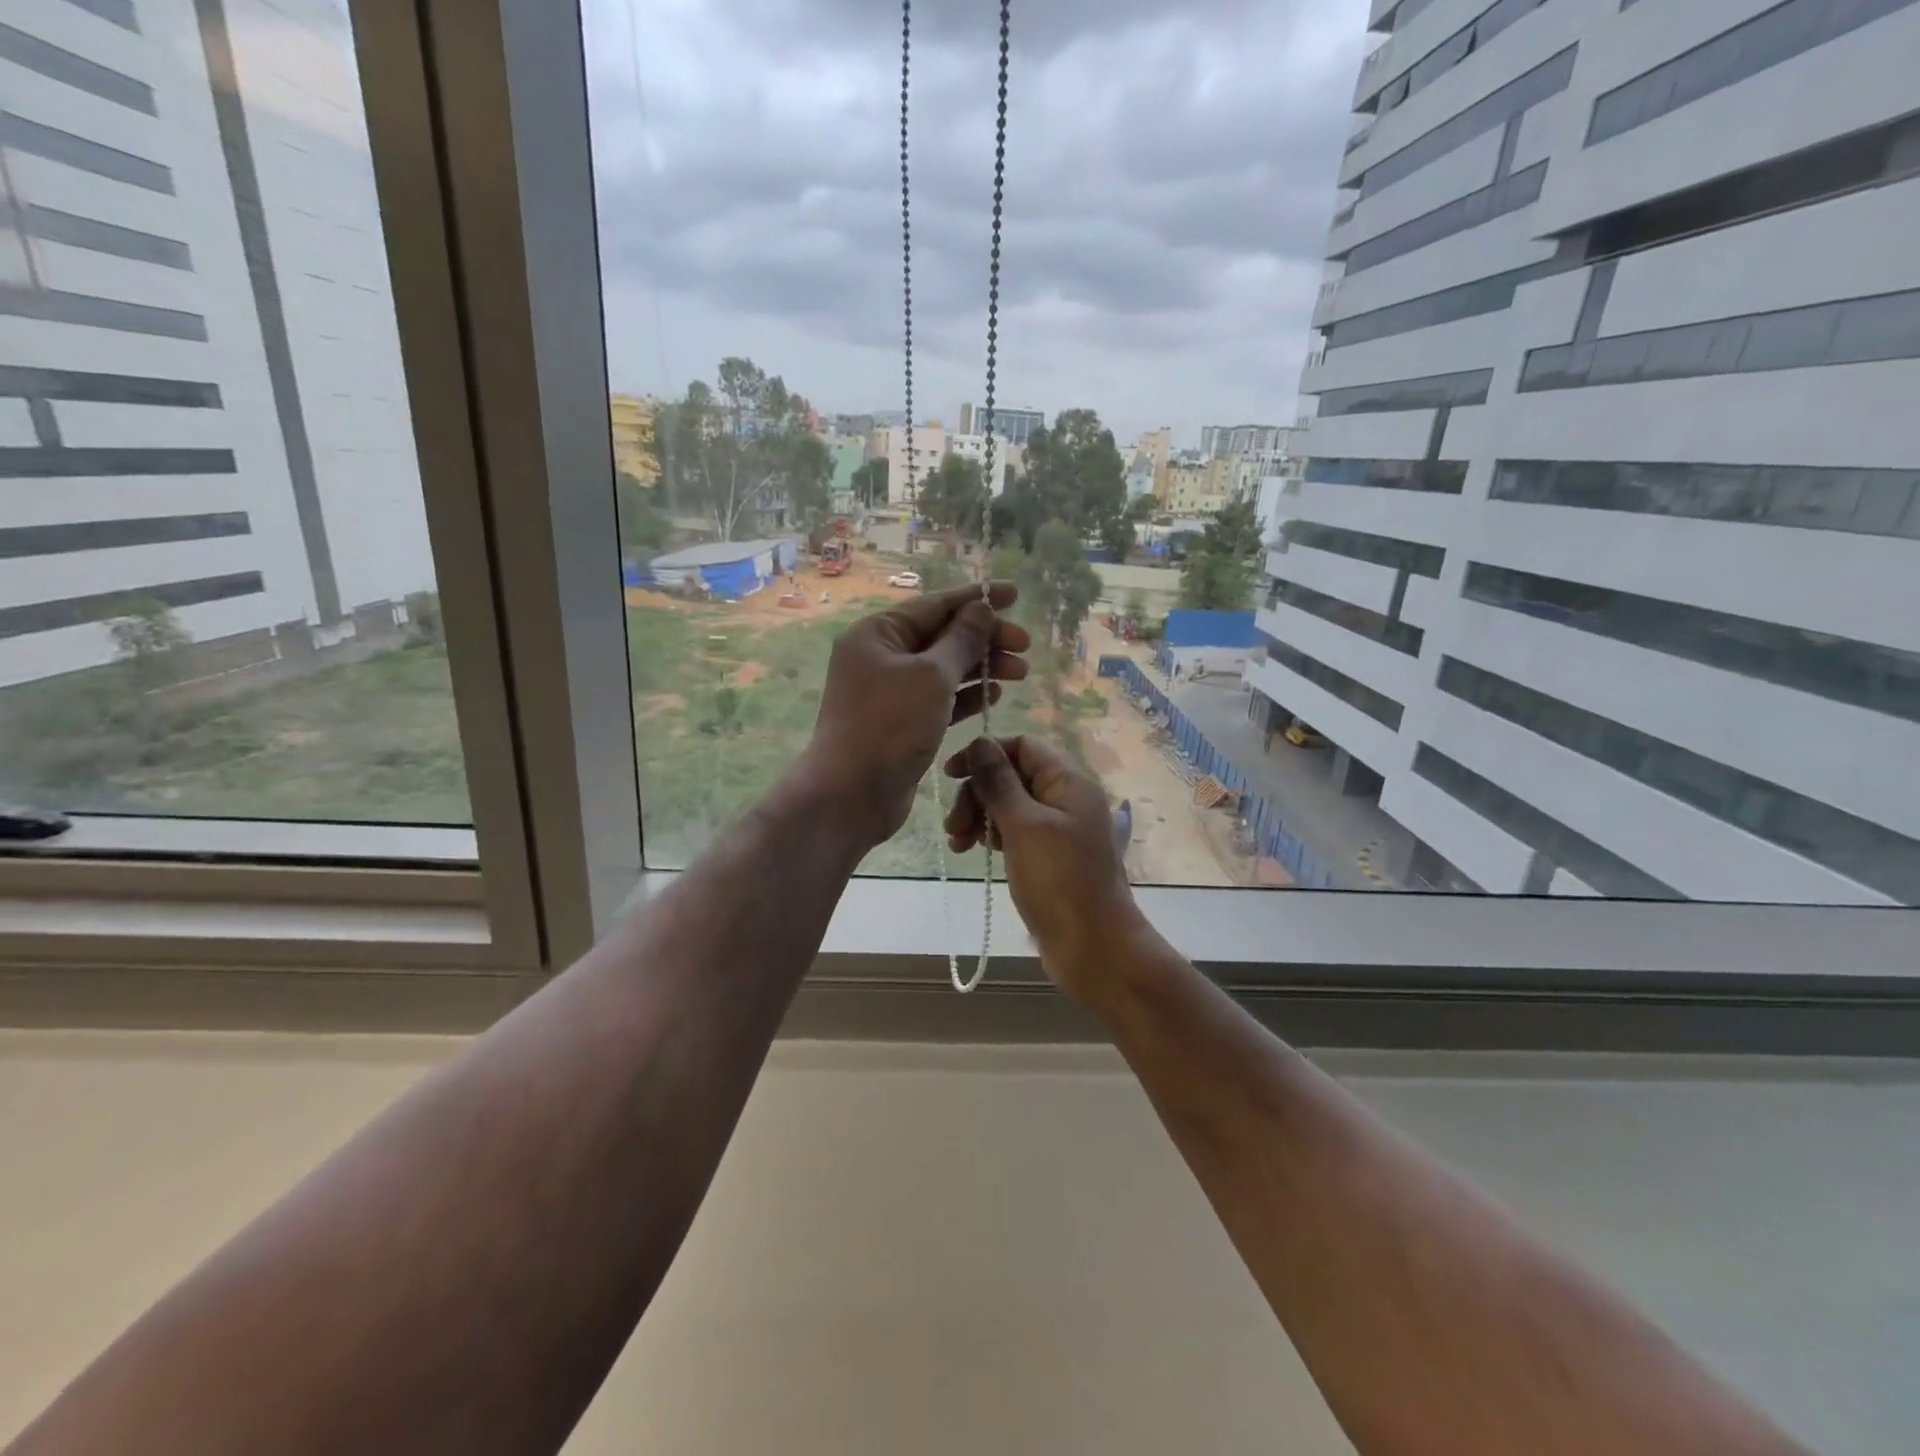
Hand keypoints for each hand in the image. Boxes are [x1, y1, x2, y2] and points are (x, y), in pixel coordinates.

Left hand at [797, 582, 1030, 850]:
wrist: (852, 794)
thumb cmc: (889, 726)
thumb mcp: (931, 676)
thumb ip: (961, 640)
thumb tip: (980, 608)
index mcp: (878, 634)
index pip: (934, 605)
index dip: (976, 599)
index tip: (1014, 594)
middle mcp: (881, 657)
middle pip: (942, 636)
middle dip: (984, 638)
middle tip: (1024, 645)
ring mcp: (890, 692)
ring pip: (944, 669)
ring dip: (981, 667)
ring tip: (1020, 671)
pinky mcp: (902, 722)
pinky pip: (940, 699)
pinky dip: (966, 695)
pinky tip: (994, 694)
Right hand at [943, 735, 1145, 1001]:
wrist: (1094, 948)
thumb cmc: (1059, 881)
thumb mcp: (1023, 826)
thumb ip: (998, 782)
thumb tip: (979, 742)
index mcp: (1068, 782)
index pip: (1021, 746)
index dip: (985, 753)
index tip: (950, 775)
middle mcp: (1066, 799)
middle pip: (1012, 775)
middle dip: (978, 793)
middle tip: (953, 825)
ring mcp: (1058, 830)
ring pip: (1010, 805)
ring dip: (979, 816)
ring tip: (958, 843)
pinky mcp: (1049, 857)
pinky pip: (1016, 832)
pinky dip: (993, 836)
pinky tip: (975, 851)